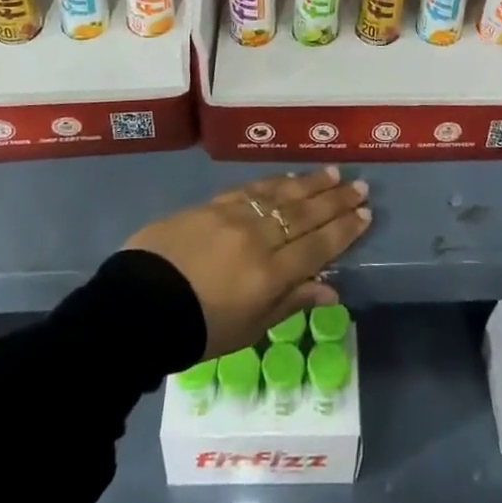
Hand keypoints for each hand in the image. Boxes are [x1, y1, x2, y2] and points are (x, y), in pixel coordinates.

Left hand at [124, 168, 372, 358]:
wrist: (136, 307)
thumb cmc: (195, 330)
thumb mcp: (247, 329)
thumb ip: (290, 303)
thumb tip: (332, 290)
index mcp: (269, 275)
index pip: (318, 247)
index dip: (344, 230)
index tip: (365, 214)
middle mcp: (258, 238)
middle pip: (305, 214)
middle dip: (336, 200)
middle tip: (360, 186)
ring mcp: (234, 216)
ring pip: (282, 194)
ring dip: (311, 184)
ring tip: (333, 172)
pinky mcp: (211, 204)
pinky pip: (252, 188)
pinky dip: (275, 182)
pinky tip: (290, 177)